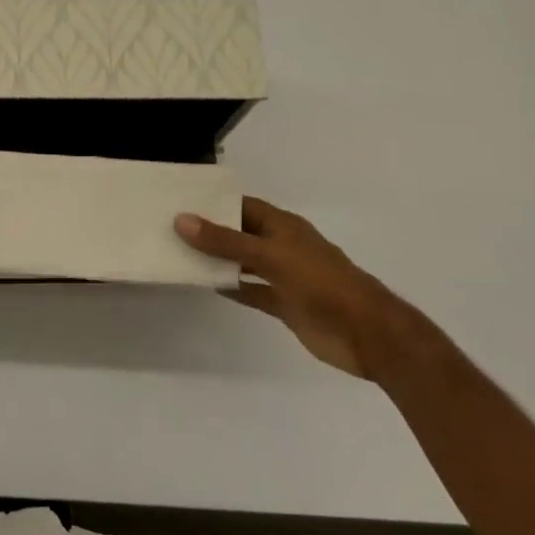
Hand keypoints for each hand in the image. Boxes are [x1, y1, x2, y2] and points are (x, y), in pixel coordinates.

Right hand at [175, 197, 434, 377]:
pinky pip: (252, 291)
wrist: (365, 333)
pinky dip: (232, 288)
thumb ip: (226, 241)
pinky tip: (207, 285)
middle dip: (211, 232)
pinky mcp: (284, 304)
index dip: (214, 203)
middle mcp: (282, 247)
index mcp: (283, 226)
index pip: (243, 206)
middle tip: (168, 228)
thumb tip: (182, 220)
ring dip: (218, 261)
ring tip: (179, 255)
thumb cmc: (320, 283)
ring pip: (243, 263)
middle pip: (240, 234)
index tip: (179, 201)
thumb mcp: (270, 256)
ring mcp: (283, 277)